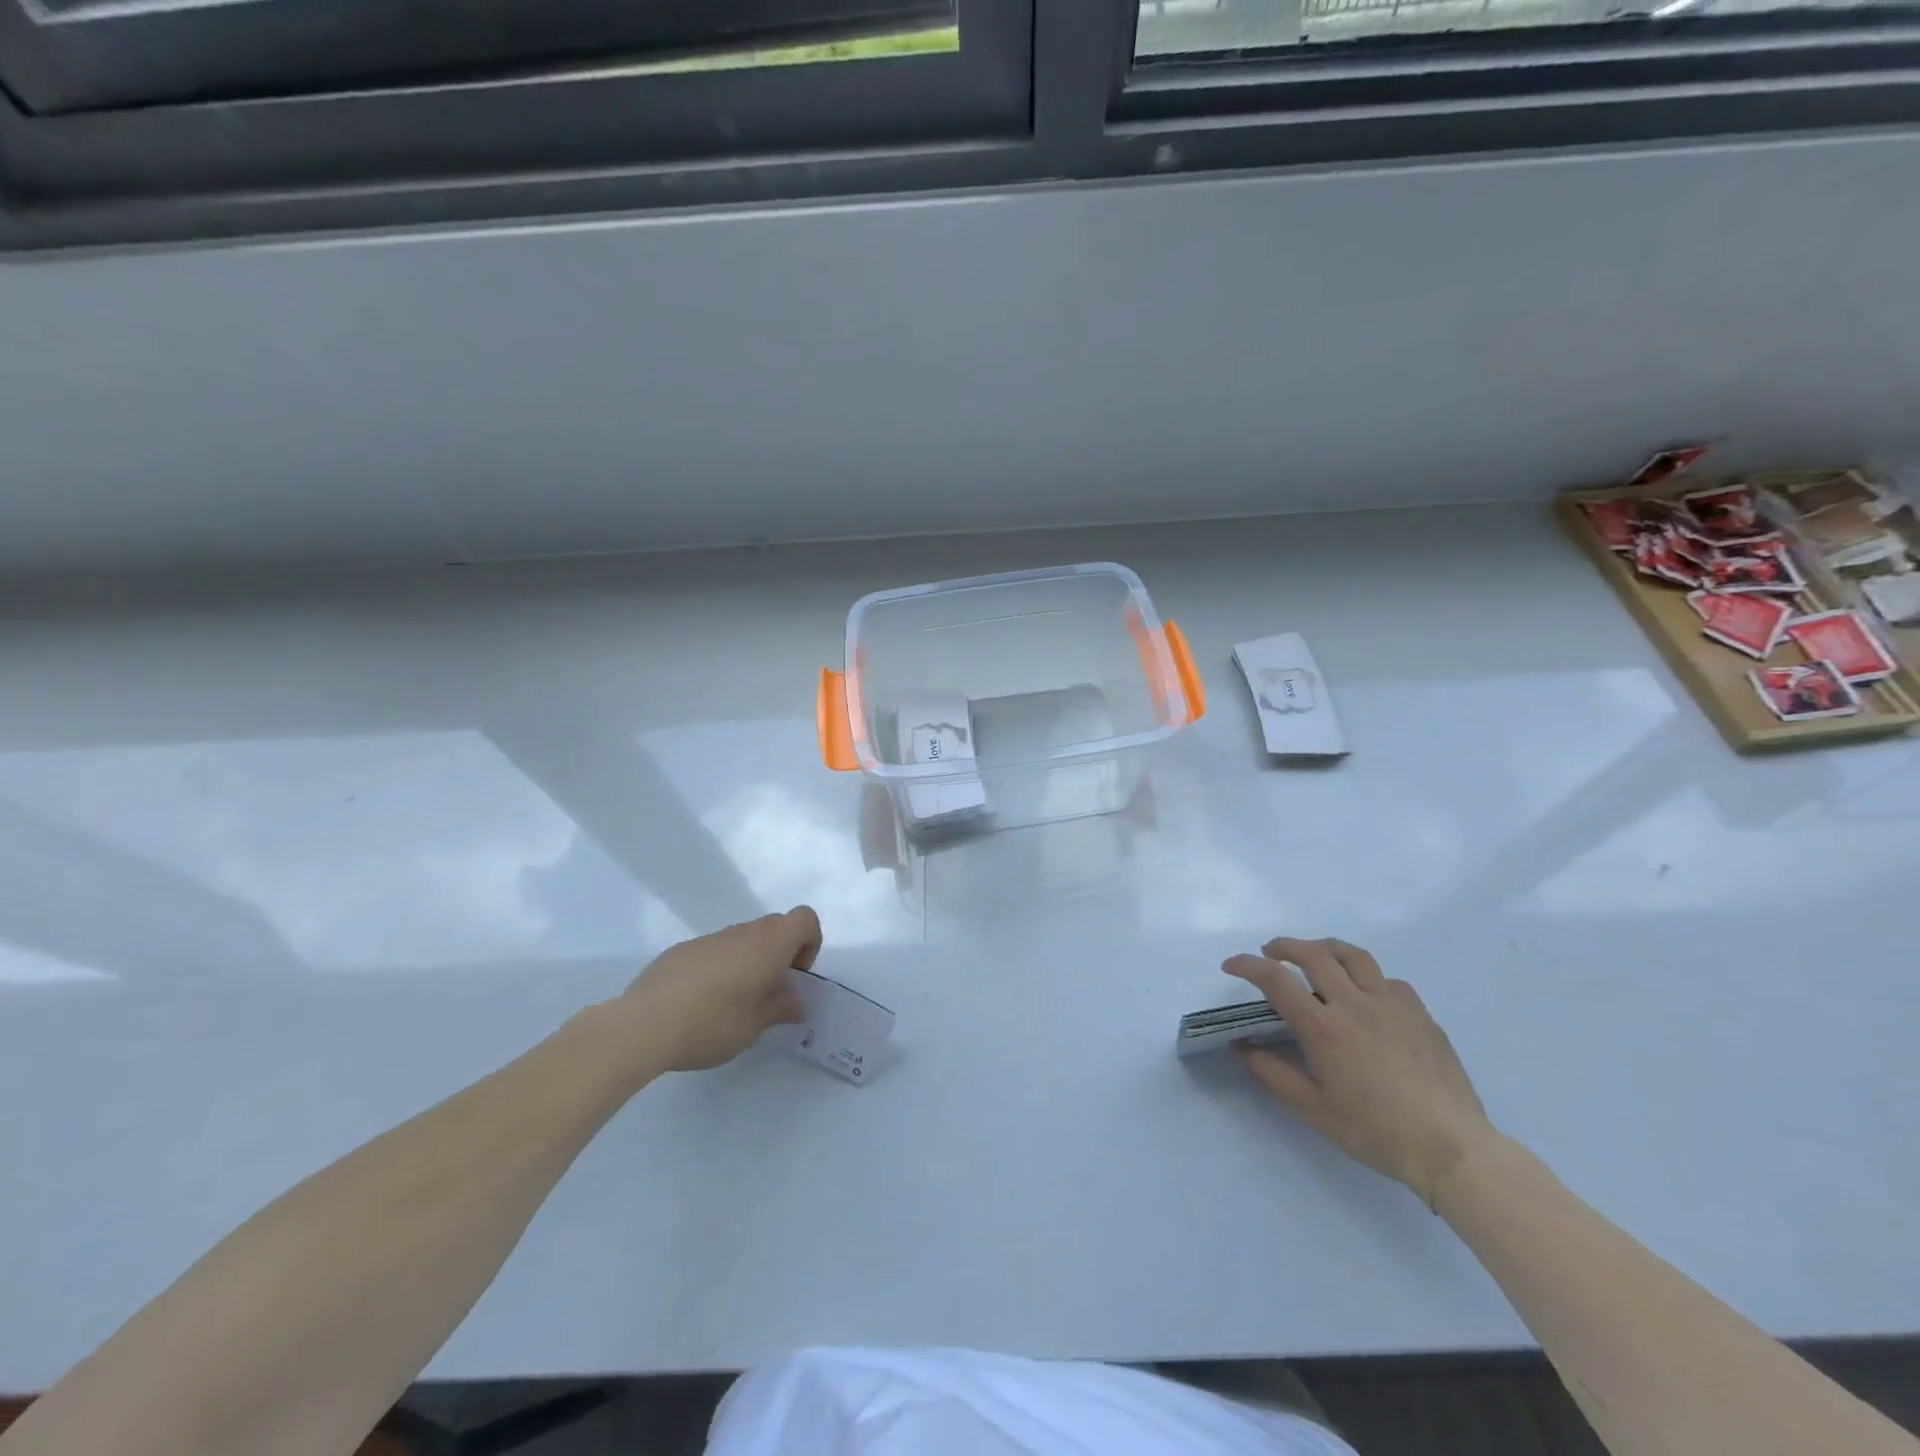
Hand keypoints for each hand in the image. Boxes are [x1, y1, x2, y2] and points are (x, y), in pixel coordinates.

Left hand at [617, 907, 819, 1072]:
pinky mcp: (682, 950)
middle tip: (770, 991)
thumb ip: (781, 1008)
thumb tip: (796, 1002)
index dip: (809, 942)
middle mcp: (742, 933)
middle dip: (782, 953)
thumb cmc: (712, 1023)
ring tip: (734, 1002)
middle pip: (776, 926)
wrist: (643, 1025)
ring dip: (750, 961)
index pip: (805, 918)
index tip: (795, 975)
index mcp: (768, 945)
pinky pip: (715, 950)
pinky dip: (721, 967)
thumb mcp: (755, 1026)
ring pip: (743, 938)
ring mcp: (709, 939)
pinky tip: (701, 1003)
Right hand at [1225, 937, 1493, 1206]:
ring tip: (1315, 956)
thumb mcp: (1314, 1110)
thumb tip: (1241, 1047)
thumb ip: (1273, 1074)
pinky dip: (1367, 978)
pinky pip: (1389, 980)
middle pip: (1312, 954)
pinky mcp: (1420, 1014)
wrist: (1452, 1149)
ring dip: (1325, 948)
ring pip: (1353, 955)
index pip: (1275, 980)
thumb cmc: (1375, 1132)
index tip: (1231, 965)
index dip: (1247, 965)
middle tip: (1270, 953)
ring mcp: (1392, 1004)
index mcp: (1323, 1028)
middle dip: (1284, 946)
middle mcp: (1354, 1004)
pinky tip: (1367, 995)